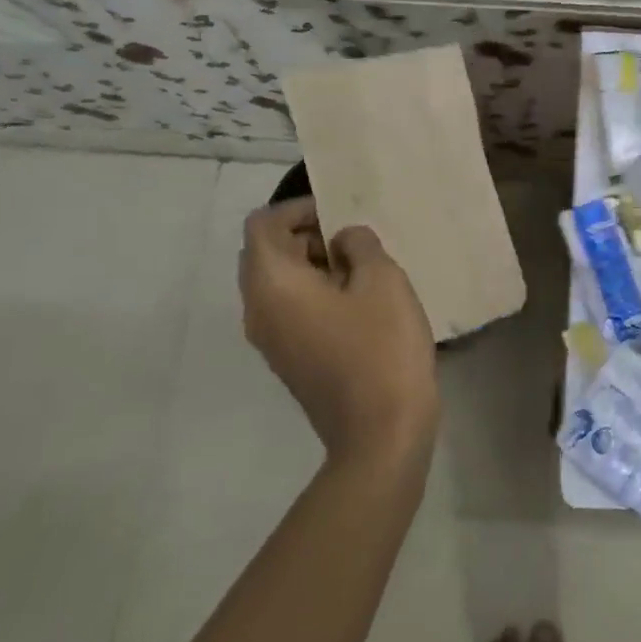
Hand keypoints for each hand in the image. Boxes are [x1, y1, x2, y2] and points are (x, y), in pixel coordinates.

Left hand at [238, 199, 437, 464]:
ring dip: (313, 265)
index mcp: (272, 284)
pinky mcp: (290, 361)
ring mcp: (271, 340)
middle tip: (354, 240)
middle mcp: (258, 310)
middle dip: (306, 235)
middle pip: (265, 253)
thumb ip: (359, 244)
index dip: (298, 208)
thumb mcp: (382, 280)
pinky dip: (314, 293)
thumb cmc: (381, 347)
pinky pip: (290, 310)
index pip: (262, 225)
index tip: (339, 214)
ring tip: (362, 269)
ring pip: (278, 283)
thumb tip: (343, 241)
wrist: (381, 433)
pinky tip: (358, 303)